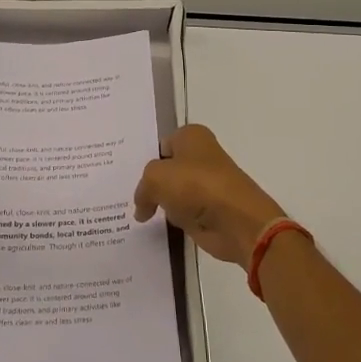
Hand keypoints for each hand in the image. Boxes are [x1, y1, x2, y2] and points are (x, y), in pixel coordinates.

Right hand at [133, 125, 287, 266]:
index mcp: (192, 136)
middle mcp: (200, 156)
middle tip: (123, 193)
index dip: (143, 158)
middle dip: (150, 181)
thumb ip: (142, 188)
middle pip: (165, 168)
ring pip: (171, 191)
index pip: (159, 144)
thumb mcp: (156, 178)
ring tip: (134, 210)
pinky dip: (170, 219)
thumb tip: (142, 207)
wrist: (237, 222)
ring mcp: (204, 185)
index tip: (125, 174)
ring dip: (159, 202)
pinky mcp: (207, 211)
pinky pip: (180, 212)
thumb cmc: (197, 187)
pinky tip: (152, 225)